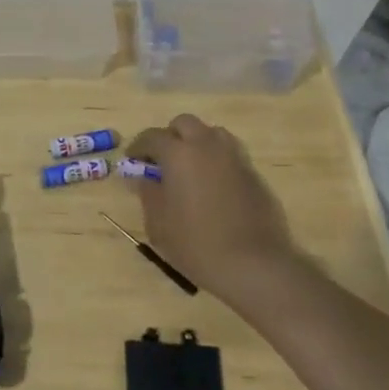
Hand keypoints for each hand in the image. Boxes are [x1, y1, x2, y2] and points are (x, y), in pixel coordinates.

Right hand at [130, 115, 297, 295]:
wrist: (256, 265)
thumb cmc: (197, 244)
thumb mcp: (159, 223)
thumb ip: (148, 194)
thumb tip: (143, 178)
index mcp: (178, 153)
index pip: (152, 137)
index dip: (138, 147)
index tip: (132, 161)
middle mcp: (207, 145)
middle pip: (185, 124)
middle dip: (170, 136)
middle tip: (162, 161)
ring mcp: (235, 157)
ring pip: (212, 134)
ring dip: (196, 143)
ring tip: (189, 169)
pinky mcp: (254, 174)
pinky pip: (230, 155)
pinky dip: (216, 161)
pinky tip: (212, 186)